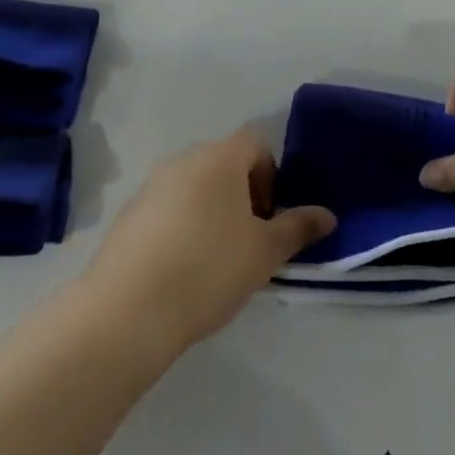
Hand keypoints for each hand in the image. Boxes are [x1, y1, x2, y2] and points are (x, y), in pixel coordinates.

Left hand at [86, 129, 334, 354]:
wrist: (126, 312)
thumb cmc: (208, 270)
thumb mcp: (264, 253)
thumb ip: (298, 228)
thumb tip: (327, 215)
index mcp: (220, 158)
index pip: (256, 143)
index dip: (271, 175)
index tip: (269, 218)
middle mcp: (183, 160)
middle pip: (225, 163)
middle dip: (243, 195)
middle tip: (248, 241)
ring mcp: (150, 186)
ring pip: (195, 187)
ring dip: (211, 211)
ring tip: (215, 260)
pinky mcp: (127, 215)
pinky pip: (167, 209)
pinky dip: (181, 227)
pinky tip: (181, 270)